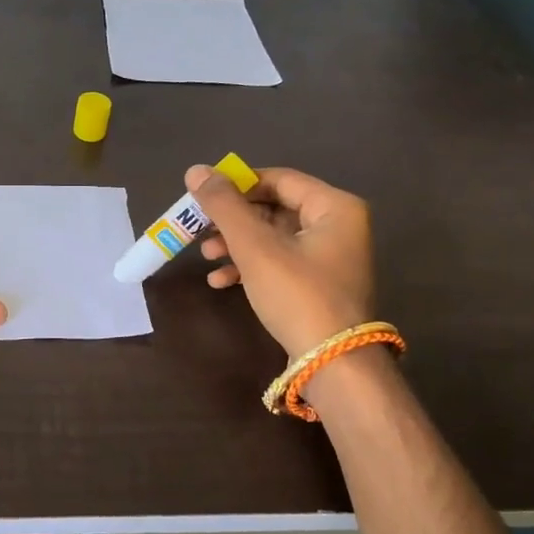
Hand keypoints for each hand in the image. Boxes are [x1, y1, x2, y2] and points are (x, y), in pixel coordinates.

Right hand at [186, 163, 375, 357]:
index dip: (237, 185)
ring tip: (206, 256)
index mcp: (334, 207)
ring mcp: (329, 258)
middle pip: (274, 209)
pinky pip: (279, 262)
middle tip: (199, 229)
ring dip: (236, 244)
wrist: (331, 362)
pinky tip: (221, 281)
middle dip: (233, 220)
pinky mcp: (317, 285)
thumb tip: (195, 171)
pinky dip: (250, 266)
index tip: (202, 197)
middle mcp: (338, 226)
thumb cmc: (297, 294)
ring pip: (273, 238)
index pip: (278, 180)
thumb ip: (224, 206)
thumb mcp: (255, 246)